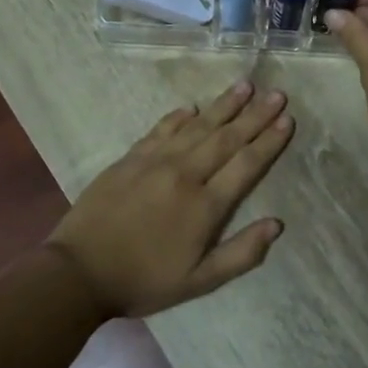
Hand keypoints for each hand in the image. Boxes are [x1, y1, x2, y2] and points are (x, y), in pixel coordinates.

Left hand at [46, 81, 293, 317]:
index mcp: (205, 206)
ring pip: (197, 127)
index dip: (269, 141)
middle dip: (255, 115)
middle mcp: (184, 175)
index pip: (246, 164)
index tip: (287, 119)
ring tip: (245, 86)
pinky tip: (191, 107)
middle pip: (226, 138)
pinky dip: (178, 117)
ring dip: (223, 106)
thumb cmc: (144, 280)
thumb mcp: (199, 281)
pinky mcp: (130, 158)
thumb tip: (277, 224)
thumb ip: (241, 253)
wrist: (79, 272)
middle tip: (277, 93)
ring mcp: (155, 162)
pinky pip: (160, 130)